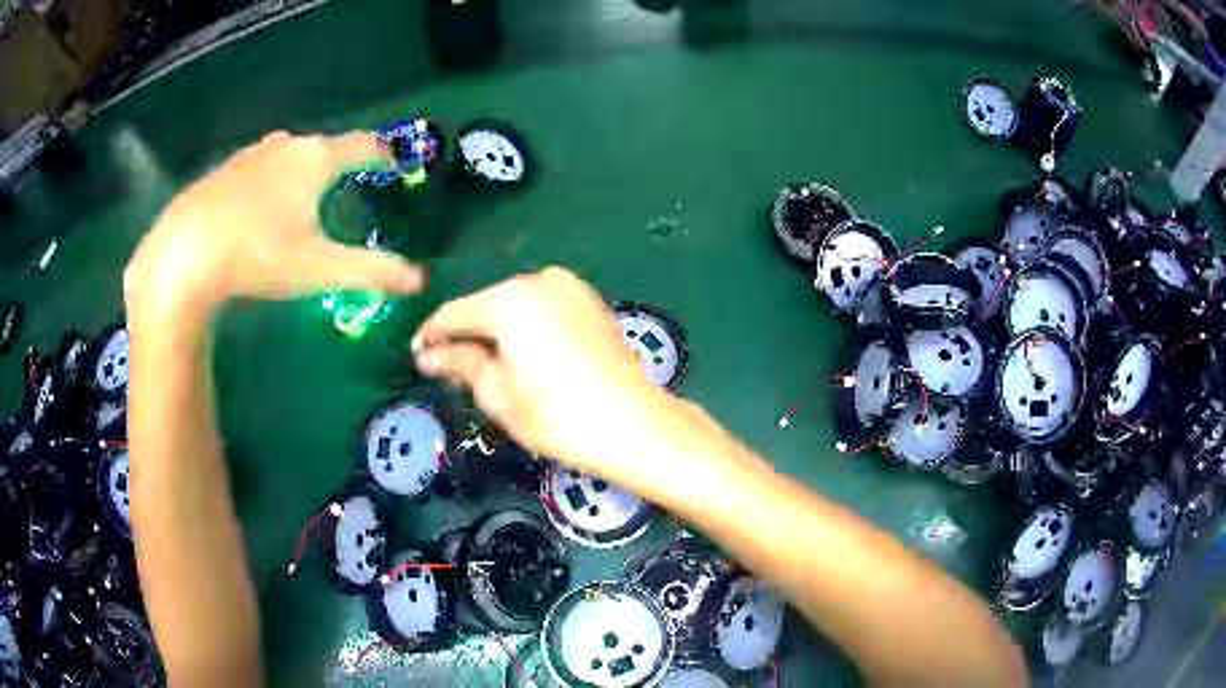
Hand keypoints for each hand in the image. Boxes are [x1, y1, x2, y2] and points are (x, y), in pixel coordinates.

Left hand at [125, 131, 424, 317]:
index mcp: (316, 159)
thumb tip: (419, 280)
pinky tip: (257, 212)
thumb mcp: (318, 268)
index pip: (364, 146)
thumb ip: (370, 271)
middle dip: (340, 165)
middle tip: (347, 189)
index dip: (384, 155)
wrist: (183, 255)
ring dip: (301, 172)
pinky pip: (258, 169)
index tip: (395, 167)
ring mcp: (250, 155)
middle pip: (324, 148)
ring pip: (288, 156)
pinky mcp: (222, 172)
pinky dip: (269, 182)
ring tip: (301, 200)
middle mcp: (286, 145)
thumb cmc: (256, 255)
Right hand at [413, 268, 678, 478]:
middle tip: (451, 367)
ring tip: (488, 366)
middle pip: (487, 305)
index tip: (417, 355)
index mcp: (509, 300)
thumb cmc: (557, 415)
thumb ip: (460, 364)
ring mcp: (571, 288)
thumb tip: (428, 355)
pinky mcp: (591, 301)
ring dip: (498, 330)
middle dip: (467, 333)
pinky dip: (528, 327)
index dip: (432, 335)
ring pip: (517, 306)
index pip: (455, 313)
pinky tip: (526, 356)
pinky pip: (545, 309)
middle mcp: (539, 280)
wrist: (633, 424)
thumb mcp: (497, 394)